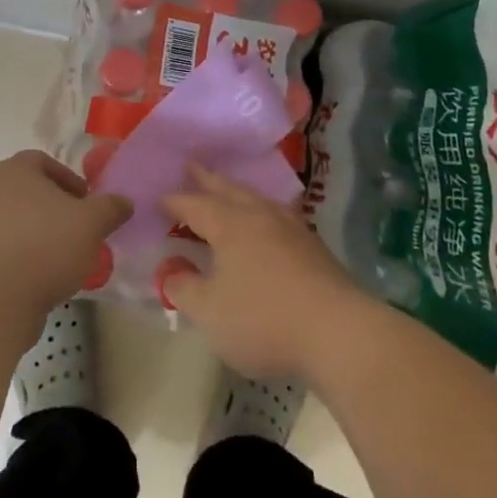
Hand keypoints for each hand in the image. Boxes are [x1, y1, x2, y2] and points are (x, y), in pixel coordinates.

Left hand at [0, 151, 130, 320]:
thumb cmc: (46, 247)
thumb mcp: (92, 223)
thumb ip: (111, 207)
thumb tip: (124, 202)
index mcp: (15, 170)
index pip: (43, 161)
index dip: (68, 178)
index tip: (85, 202)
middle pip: (28, 190)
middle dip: (54, 207)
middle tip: (77, 228)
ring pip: (15, 219)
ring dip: (38, 231)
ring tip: (61, 256)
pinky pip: (2, 245)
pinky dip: (21, 253)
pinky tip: (39, 275)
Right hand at [159, 165, 370, 378]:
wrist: (338, 331)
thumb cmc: (263, 319)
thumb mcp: (209, 311)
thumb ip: (183, 288)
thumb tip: (170, 271)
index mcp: (230, 224)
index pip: (194, 204)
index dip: (174, 202)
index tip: (159, 198)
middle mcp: (260, 216)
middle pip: (228, 190)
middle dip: (207, 180)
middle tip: (191, 166)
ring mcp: (291, 228)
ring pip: (256, 199)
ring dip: (236, 192)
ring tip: (227, 189)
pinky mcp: (313, 246)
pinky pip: (277, 215)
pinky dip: (260, 211)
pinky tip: (265, 222)